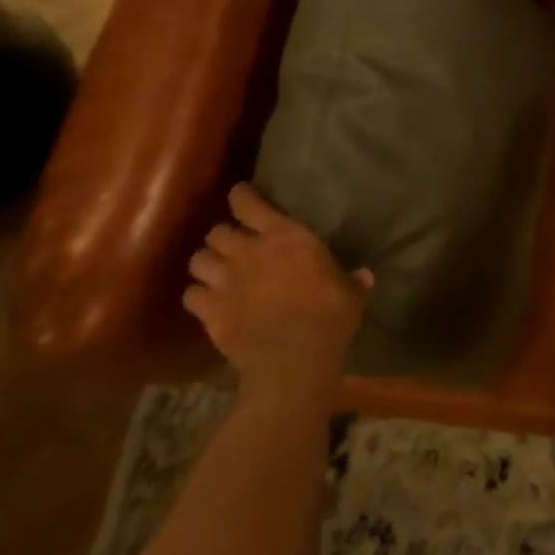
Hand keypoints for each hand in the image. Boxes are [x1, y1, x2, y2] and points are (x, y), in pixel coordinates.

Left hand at [184, 184, 371, 399]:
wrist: (294, 359)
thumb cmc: (330, 316)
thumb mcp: (351, 293)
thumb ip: (353, 281)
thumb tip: (364, 276)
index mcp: (285, 236)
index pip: (249, 204)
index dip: (241, 197)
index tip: (240, 196)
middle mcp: (249, 251)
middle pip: (217, 231)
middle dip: (223, 236)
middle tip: (232, 246)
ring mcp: (225, 281)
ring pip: (198, 260)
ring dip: (206, 264)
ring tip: (215, 271)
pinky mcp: (210, 312)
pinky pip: (190, 295)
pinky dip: (197, 296)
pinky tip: (206, 302)